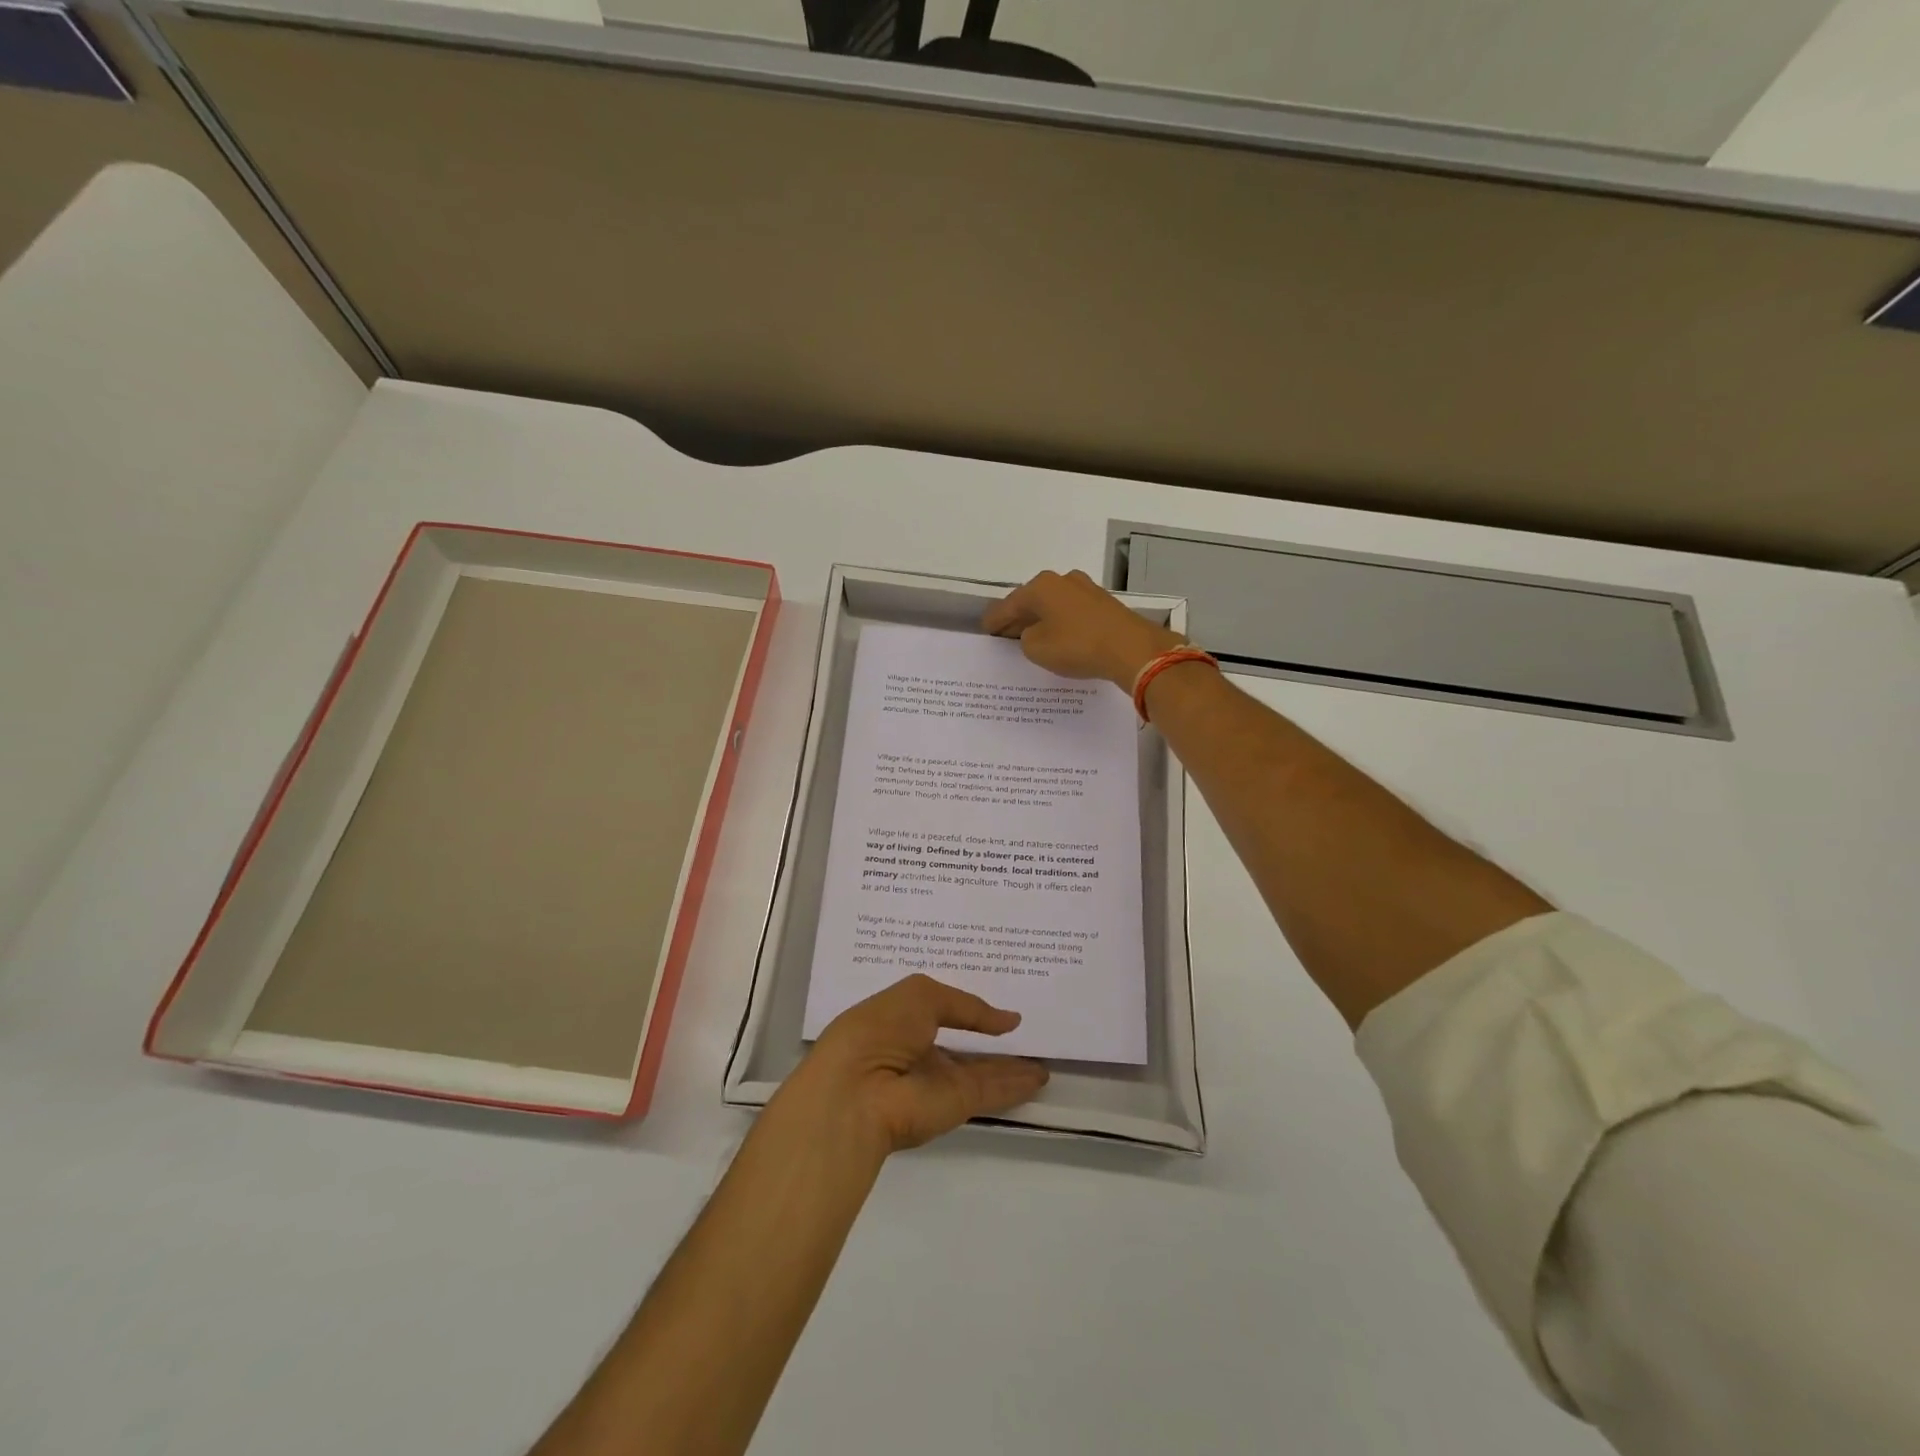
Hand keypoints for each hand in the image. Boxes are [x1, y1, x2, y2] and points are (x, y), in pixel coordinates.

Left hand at [776, 975, 1049, 1158]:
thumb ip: (966, 1006)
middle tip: (1024, 1026)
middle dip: (988, 1036)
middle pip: (961, 1044)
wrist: (857, 1093)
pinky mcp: (956, 1105)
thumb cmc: (878, 1030)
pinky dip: (1016, 1084)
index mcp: (897, 1020)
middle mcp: (917, 1051)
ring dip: (1009, 1064)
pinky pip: (991, 1090)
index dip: (961, 1004)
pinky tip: (1040, 1076)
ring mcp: (937, 1081)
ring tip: (1041, 1055)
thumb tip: (1007, 1020)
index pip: (936, 1010)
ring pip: (980, 1070)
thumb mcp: (921, 996)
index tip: (991, 994)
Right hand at [982, 569, 1184, 688]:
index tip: (986, 631)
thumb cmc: (1077, 646)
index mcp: (1040, 586)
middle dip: (1018, 618)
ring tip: (1032, 639)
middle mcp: (1062, 580)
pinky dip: (1062, 624)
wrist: (1131, 648)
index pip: (1008, 605)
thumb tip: (1033, 633)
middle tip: (1006, 636)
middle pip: (1032, 601)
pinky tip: (1059, 638)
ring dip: (1042, 620)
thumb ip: (1025, 639)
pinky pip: (1072, 613)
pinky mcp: (1104, 603)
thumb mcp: (1036, 648)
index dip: (994, 621)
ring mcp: (1086, 589)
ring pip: (1054, 605)